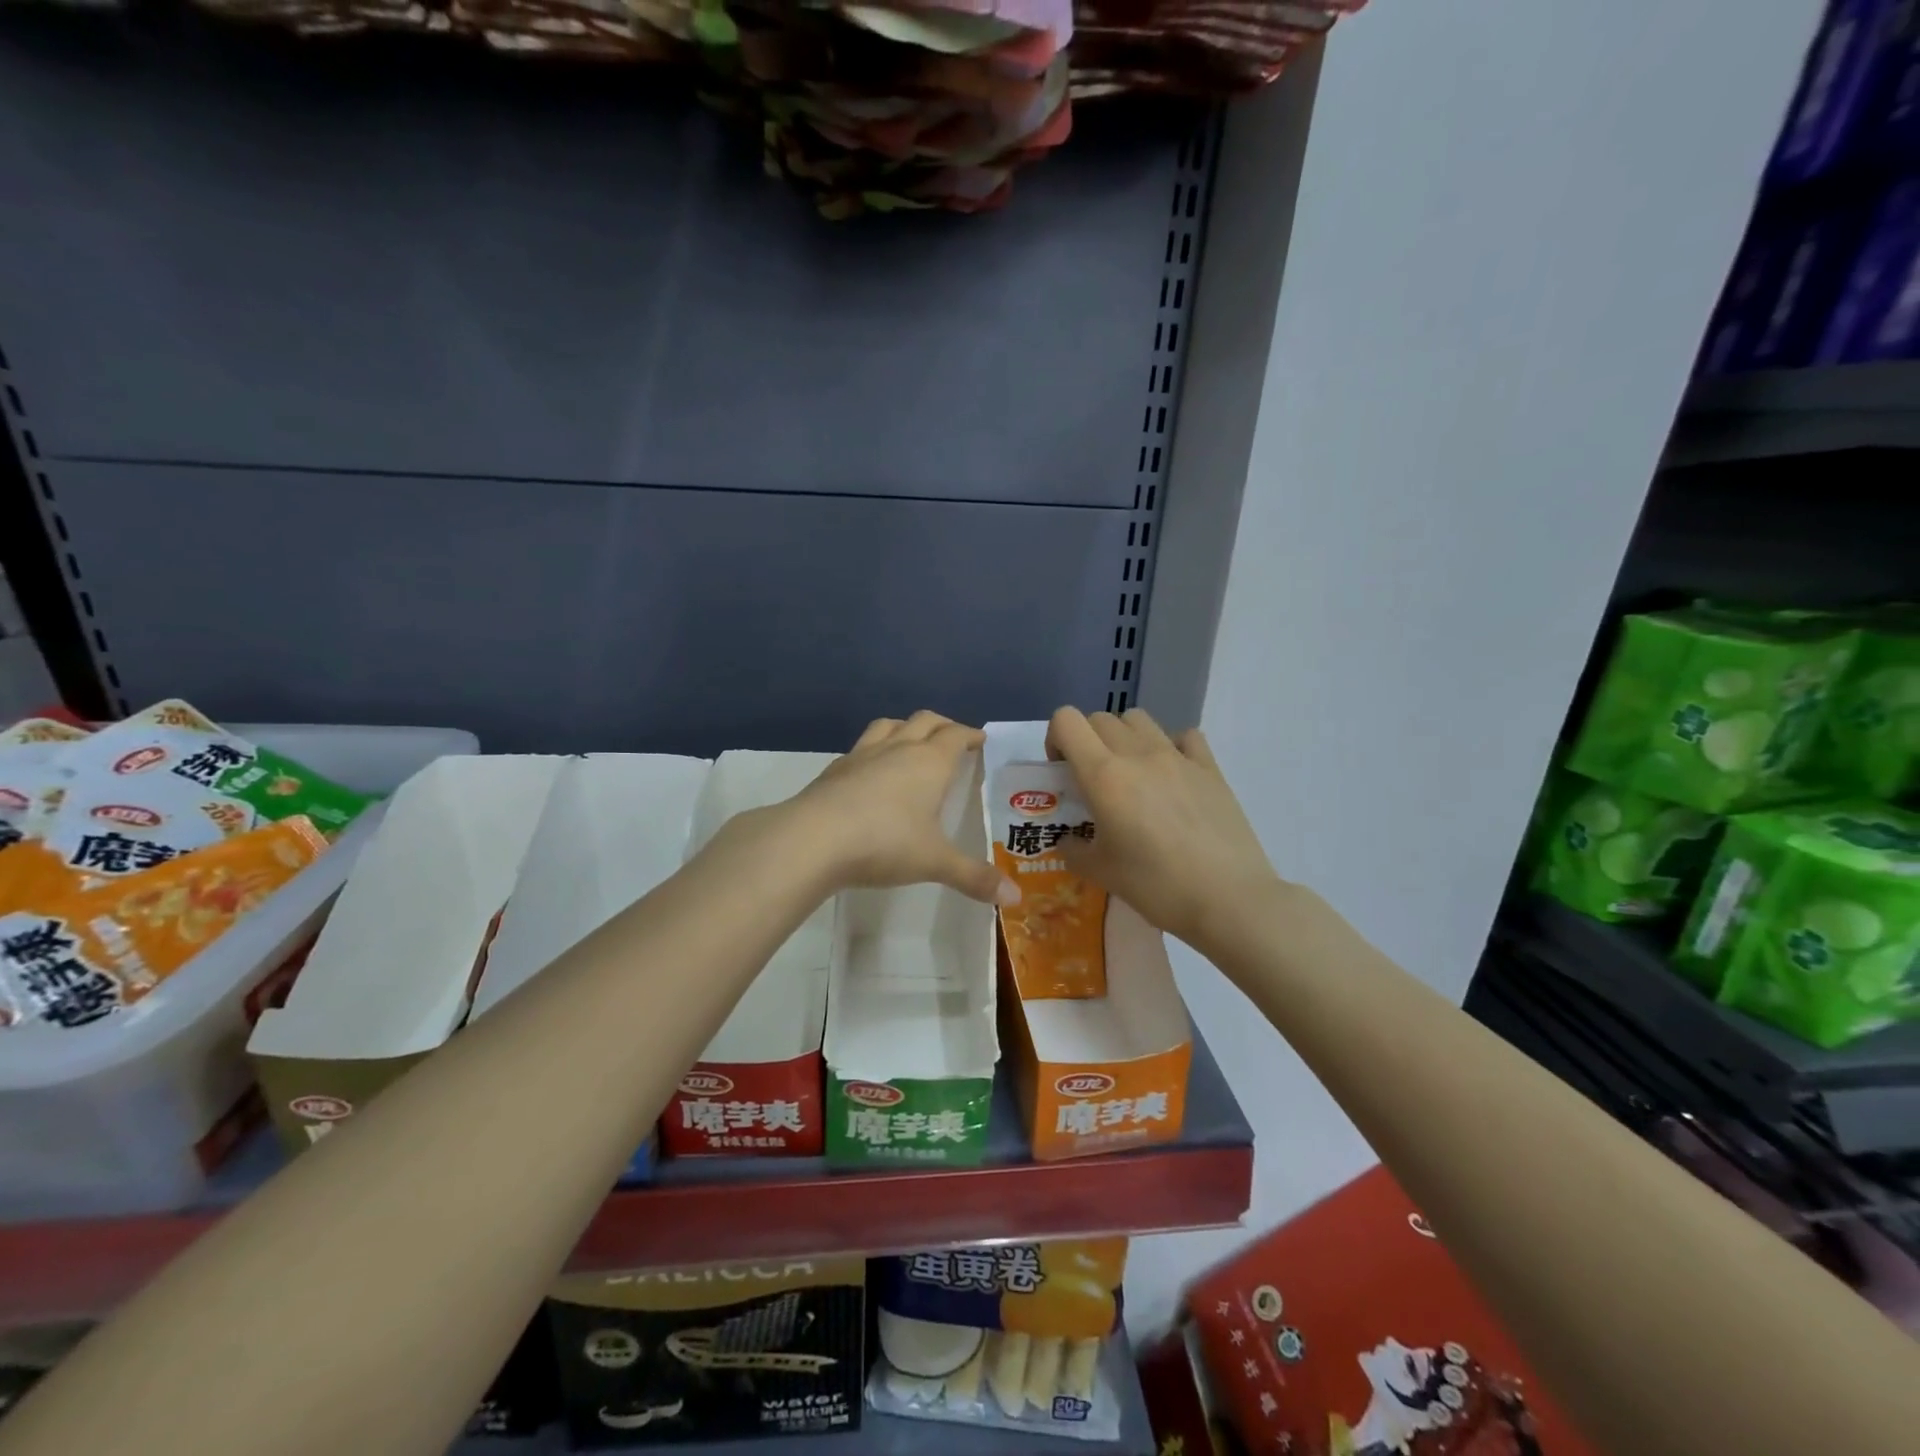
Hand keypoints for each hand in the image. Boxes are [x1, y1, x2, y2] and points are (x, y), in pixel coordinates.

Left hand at [795, 711, 1015, 905]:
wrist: (814, 839)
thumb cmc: (885, 843)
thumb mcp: (935, 862)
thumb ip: (974, 877)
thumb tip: (1014, 899)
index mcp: (930, 763)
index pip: (955, 736)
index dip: (970, 735)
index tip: (979, 739)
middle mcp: (898, 749)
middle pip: (924, 721)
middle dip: (942, 725)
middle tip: (952, 737)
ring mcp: (862, 755)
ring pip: (889, 725)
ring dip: (905, 727)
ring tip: (911, 740)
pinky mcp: (835, 770)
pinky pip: (861, 747)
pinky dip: (874, 750)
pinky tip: (871, 771)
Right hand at [1045, 707, 1280, 949]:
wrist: (1228, 900)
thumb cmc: (1156, 886)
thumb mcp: (1101, 873)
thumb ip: (1074, 850)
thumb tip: (1068, 841)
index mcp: (1104, 775)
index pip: (1067, 721)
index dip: (1056, 738)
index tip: (1062, 771)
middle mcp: (1138, 754)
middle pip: (1100, 719)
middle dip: (1087, 740)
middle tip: (1092, 779)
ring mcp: (1178, 757)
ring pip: (1139, 719)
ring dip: (1124, 737)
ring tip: (1130, 773)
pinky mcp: (1210, 768)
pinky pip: (1184, 736)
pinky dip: (1171, 746)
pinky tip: (1172, 776)